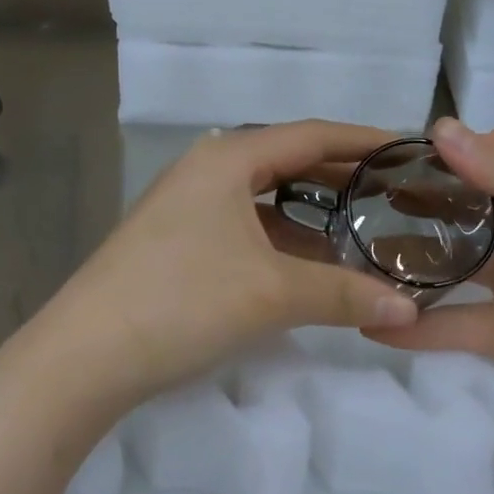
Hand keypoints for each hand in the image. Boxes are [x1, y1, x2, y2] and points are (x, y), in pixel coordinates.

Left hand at [27, 120, 419, 418]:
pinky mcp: (176, 241)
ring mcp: (186, 206)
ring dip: (312, 212)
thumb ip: (344, 294)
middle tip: (394, 191)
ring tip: (361, 226)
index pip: (311, 135)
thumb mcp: (272, 293)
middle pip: (288, 161)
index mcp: (228, 159)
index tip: (409, 150)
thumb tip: (410, 309)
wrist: (83, 358)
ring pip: (265, 197)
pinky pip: (245, 226)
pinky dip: (283, 239)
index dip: (364, 140)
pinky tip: (308, 264)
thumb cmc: (181, 302)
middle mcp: (206, 170)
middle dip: (341, 176)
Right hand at [366, 118, 493, 426]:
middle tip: (368, 199)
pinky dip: (418, 328)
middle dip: (428, 200)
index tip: (409, 153)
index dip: (464, 148)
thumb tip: (437, 128)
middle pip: (475, 205)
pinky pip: (456, 325)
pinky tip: (372, 324)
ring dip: (417, 261)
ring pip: (459, 264)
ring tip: (359, 254)